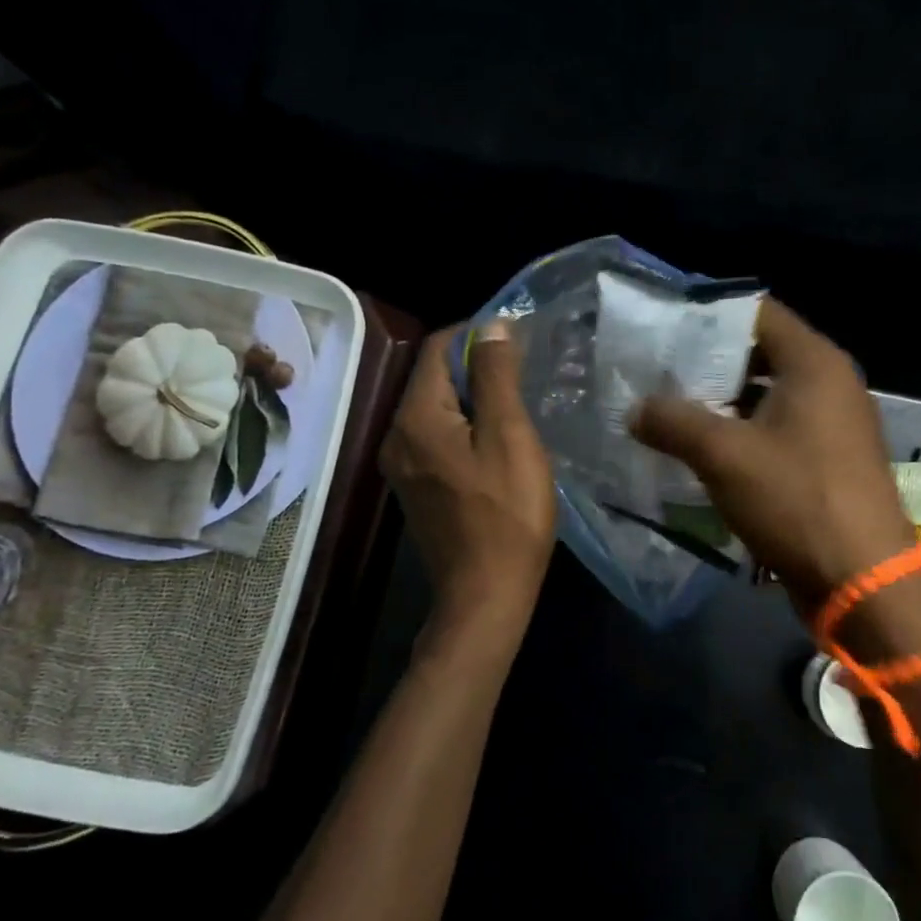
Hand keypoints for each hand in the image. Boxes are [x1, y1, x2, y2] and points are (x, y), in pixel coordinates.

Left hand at [380, 321, 555, 650]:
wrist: (485, 595)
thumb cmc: (506, 513)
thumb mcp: (509, 436)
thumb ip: (496, 375)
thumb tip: (492, 325)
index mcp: (416, 417)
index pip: (438, 347)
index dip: (477, 335)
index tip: (519, 343)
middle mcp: (396, 435)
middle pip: (434, 378)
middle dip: (476, 367)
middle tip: (524, 375)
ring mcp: (402, 465)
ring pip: (437, 408)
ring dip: (473, 398)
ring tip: (516, 406)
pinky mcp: (416, 487)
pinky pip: (437, 437)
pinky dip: (464, 427)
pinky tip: (496, 442)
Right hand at [631, 298, 918, 608]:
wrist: (863, 580)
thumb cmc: (796, 500)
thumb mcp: (723, 456)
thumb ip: (673, 422)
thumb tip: (635, 409)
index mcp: (814, 363)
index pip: (756, 312)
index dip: (708, 315)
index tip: (662, 328)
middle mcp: (830, 382)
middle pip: (760, 353)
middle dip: (707, 362)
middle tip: (657, 371)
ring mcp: (833, 422)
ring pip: (767, 394)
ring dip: (721, 402)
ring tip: (669, 408)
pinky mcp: (828, 459)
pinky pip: (777, 428)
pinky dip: (742, 431)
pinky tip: (702, 448)